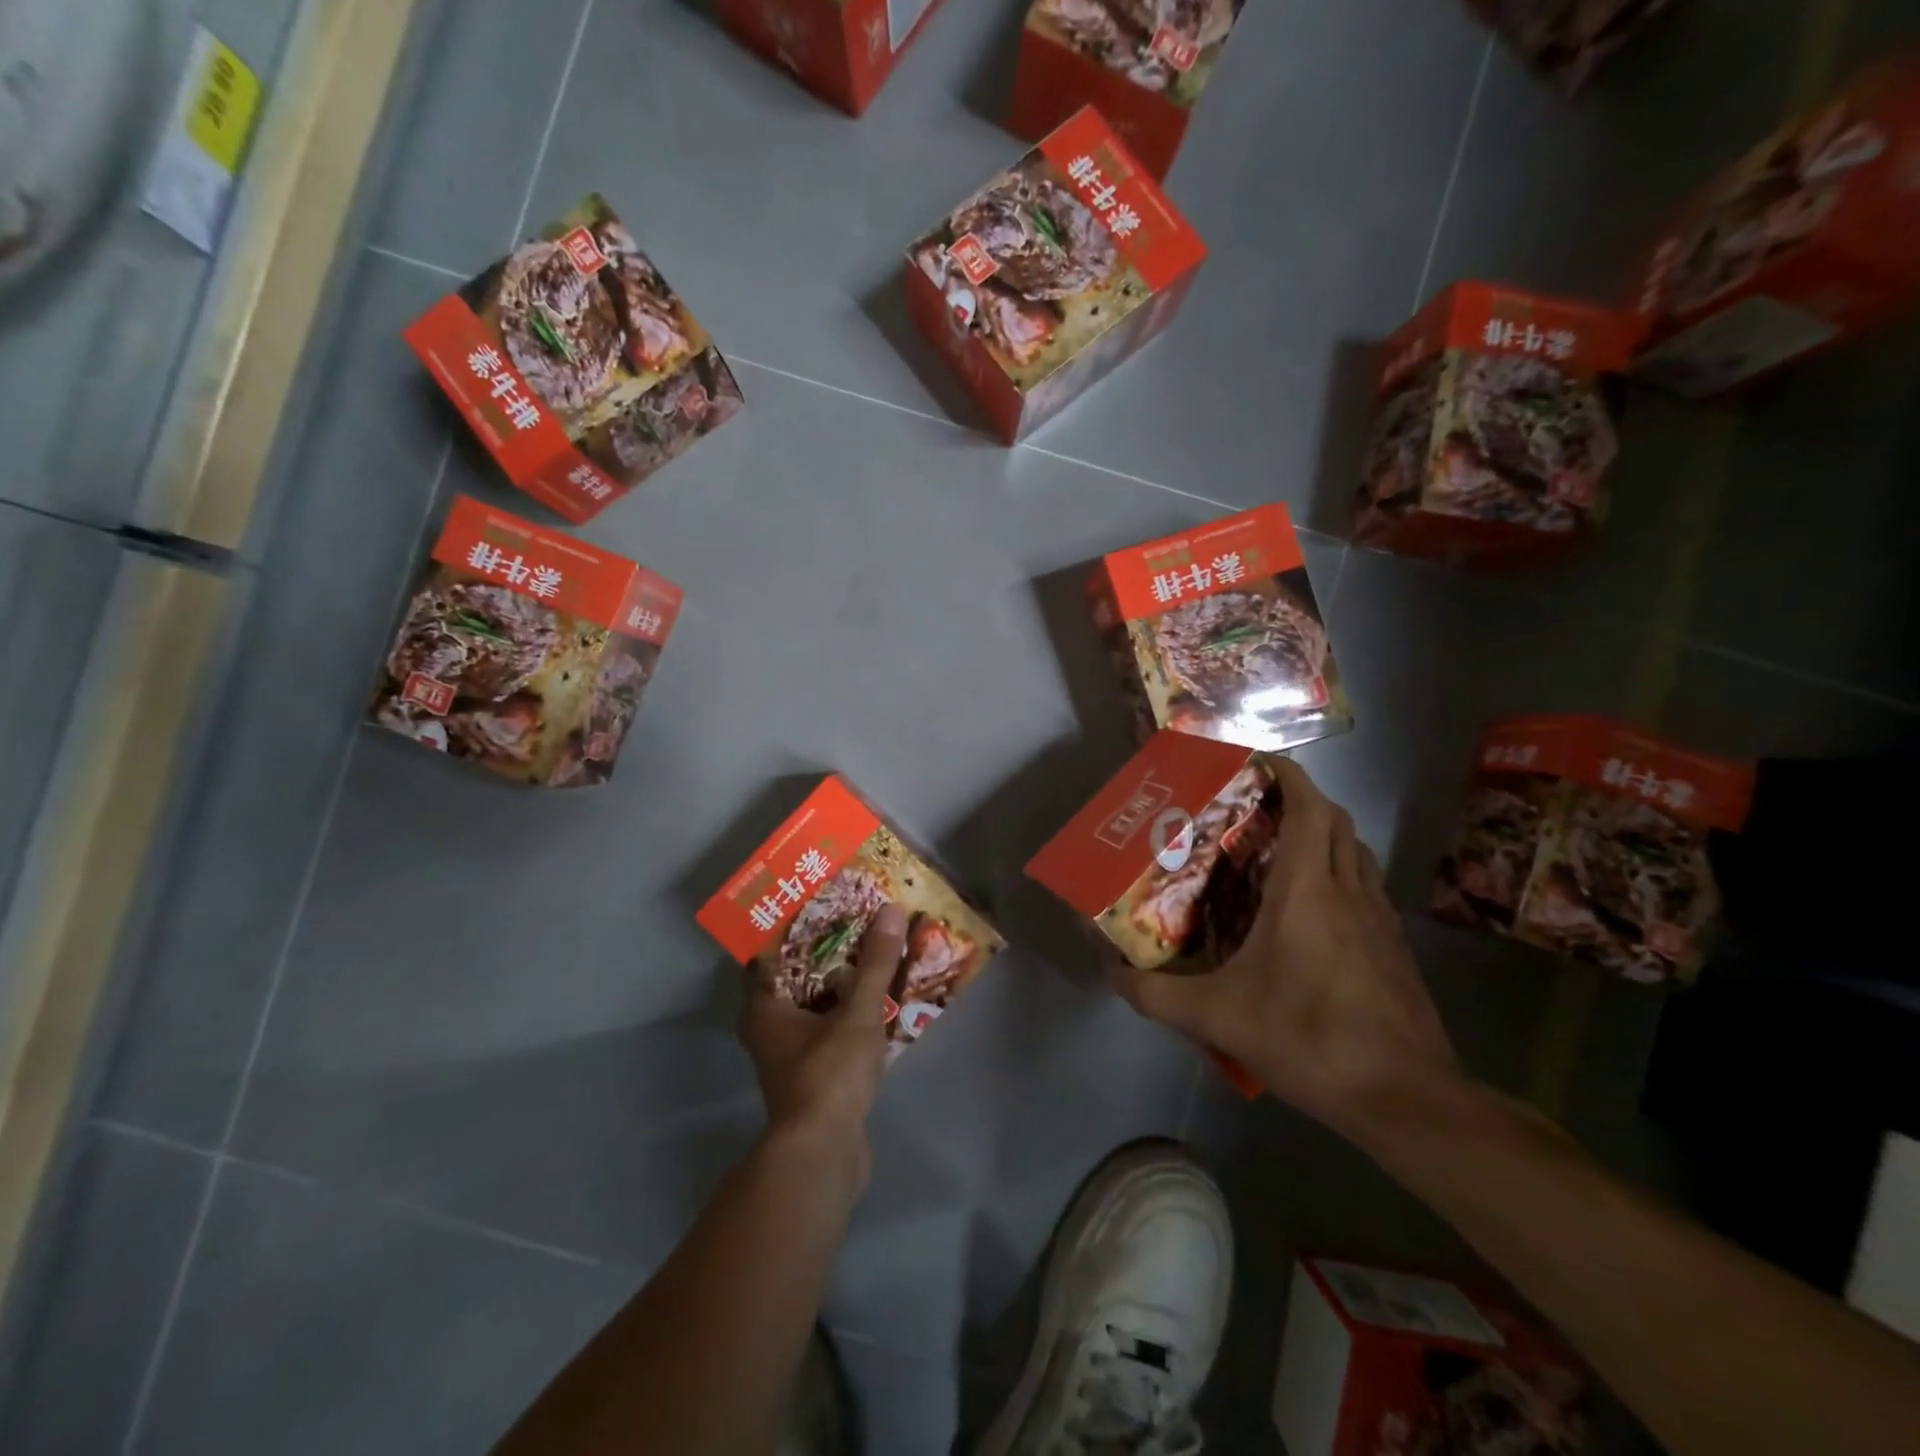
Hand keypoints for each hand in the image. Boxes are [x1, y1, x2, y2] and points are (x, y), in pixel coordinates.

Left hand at [739, 904, 906, 1152]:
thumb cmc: (828, 1075)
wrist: (824, 1155)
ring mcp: (790, 1056)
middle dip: (827, 953)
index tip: (825, 903)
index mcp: (764, 1008)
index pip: (771, 954)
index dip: (796, 927)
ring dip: (841, 985)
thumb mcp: (858, 1013)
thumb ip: (875, 963)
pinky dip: (848, 1014)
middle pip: (797, 979)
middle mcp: (769, 1029)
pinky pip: (829, 1031)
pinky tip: (878, 1002)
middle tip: (859, 924)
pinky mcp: (813, 1076)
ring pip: (815, 1007)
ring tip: (874, 955)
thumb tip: (891, 910)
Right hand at [1110, 757, 1461, 1141]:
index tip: (1258, 763)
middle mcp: (1348, 890)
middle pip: (1335, 820)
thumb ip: (1155, 994)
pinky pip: (1366, 888)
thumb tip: (1110, 973)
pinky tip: (1313, 913)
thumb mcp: (1216, 1017)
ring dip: (1325, 836)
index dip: (1288, 774)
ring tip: (1282, 851)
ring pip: (1356, 853)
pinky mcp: (1395, 949)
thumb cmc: (1308, 1037)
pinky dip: (1341, 875)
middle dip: (1301, 801)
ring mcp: (1380, 919)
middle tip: (1256, 810)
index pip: (1310, 806)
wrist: (1406, 1098)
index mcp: (1308, 889)